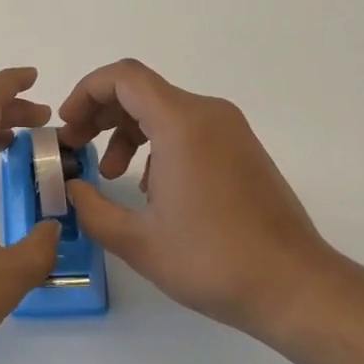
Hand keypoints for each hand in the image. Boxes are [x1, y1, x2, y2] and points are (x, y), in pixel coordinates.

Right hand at [58, 59, 348, 343]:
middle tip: (77, 147)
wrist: (295, 286)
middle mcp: (208, 114)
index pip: (123, 77)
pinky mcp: (242, 148)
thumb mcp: (138, 242)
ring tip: (110, 174)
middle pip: (141, 90)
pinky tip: (151, 188)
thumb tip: (72, 188)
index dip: (86, 92)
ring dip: (128, 131)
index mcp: (181, 124)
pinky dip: (158, 142)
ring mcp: (230, 129)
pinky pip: (188, 127)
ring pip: (164, 109)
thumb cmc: (213, 260)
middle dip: (101, 113)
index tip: (68, 126)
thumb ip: (92, 209)